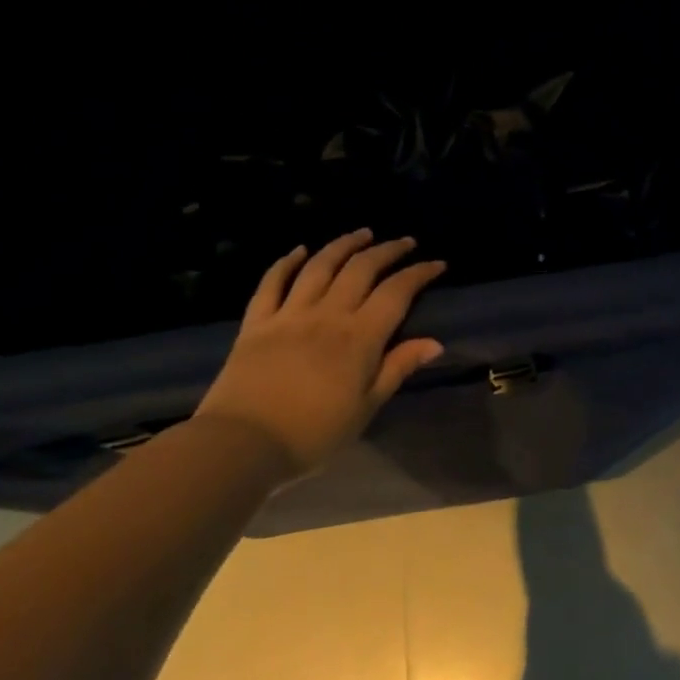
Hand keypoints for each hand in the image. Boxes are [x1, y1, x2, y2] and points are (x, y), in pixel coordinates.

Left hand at [194, 230, 447, 475]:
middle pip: (361, 269)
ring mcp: (289, 314)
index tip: (437, 264)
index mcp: (360, 337)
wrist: (241, 445)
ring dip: (343, 245)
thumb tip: (435, 342)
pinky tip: (299, 251)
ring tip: (361, 233)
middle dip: (387, 250)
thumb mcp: (366, 407)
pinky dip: (286, 262)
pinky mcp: (256, 323)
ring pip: (320, 266)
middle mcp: (328, 314)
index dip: (419, 273)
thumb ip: (398, 368)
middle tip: (404, 242)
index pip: (397, 292)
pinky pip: (272, 283)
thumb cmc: (313, 433)